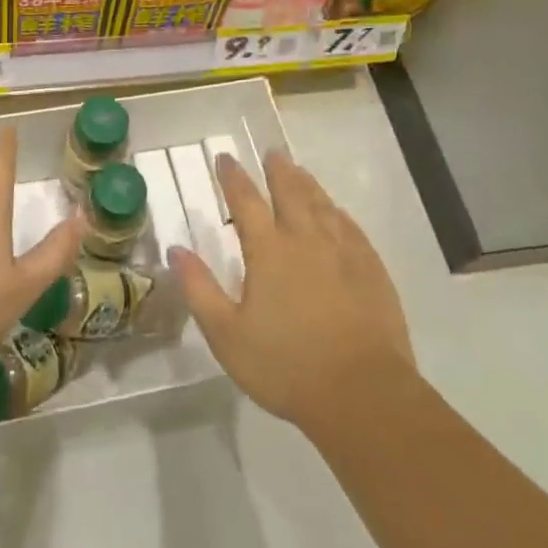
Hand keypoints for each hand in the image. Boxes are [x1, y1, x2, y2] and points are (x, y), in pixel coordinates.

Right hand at [169, 151, 416, 441]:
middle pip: (290, 192)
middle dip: (277, 171)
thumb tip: (176, 249)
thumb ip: (199, 289)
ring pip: (323, 205)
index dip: (233, 177)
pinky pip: (351, 228)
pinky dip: (338, 213)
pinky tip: (337, 213)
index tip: (225, 158)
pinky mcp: (371, 270)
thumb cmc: (286, 366)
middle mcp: (306, 240)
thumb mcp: (227, 334)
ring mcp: (343, 253)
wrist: (363, 394)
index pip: (246, 201)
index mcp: (269, 251)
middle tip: (271, 153)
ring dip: (307, 184)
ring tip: (299, 171)